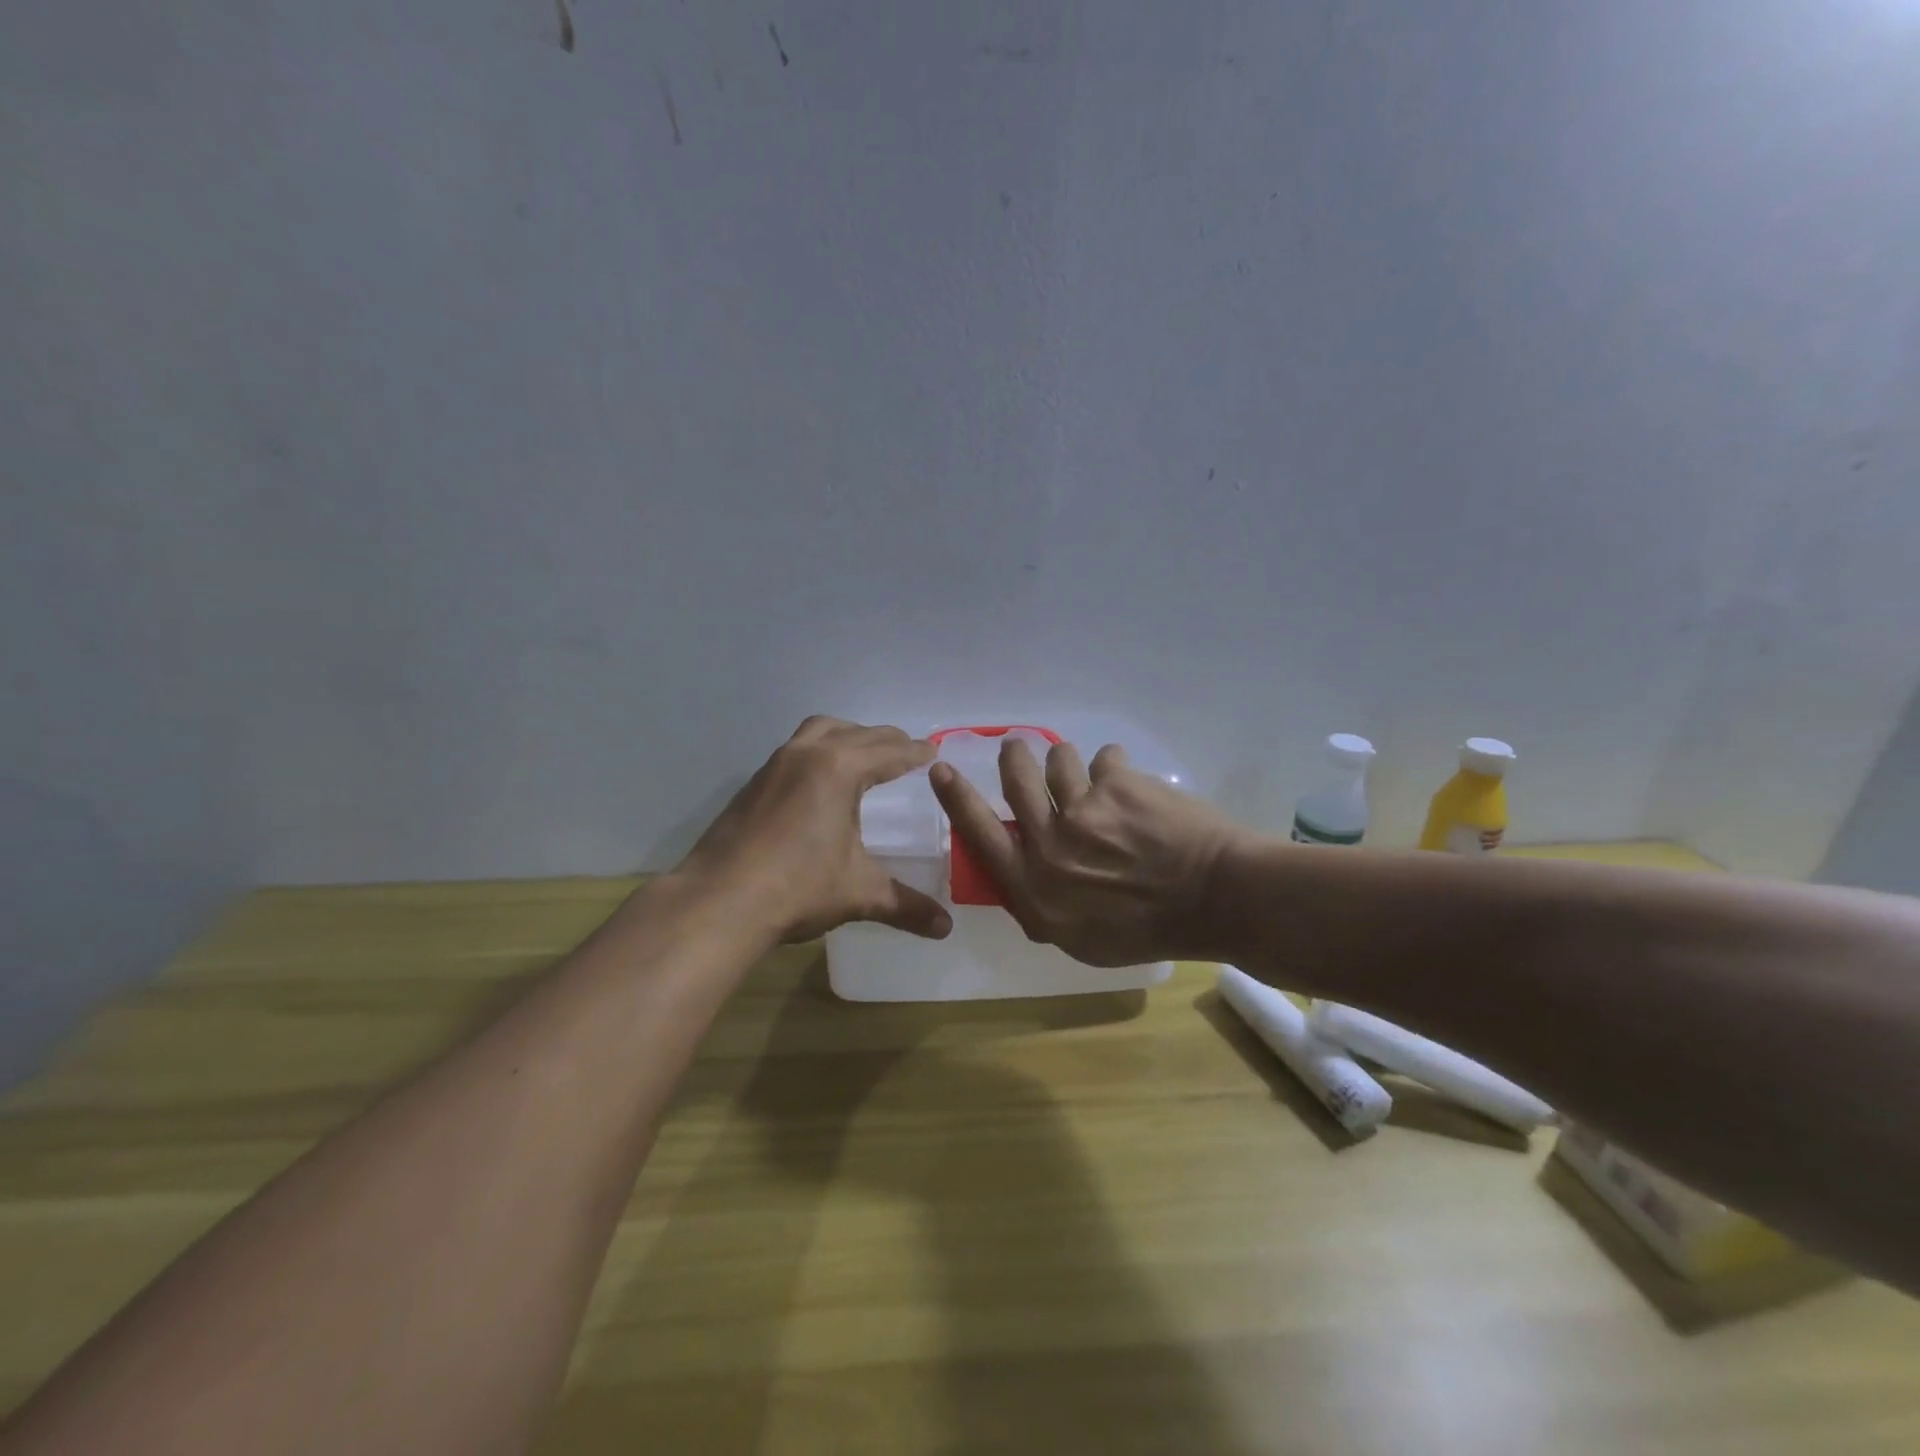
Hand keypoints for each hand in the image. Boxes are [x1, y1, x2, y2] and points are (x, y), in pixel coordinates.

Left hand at [677, 716, 954, 943]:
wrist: (718, 901)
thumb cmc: (797, 888)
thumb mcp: (858, 893)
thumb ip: (906, 905)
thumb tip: (946, 927)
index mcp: (840, 769)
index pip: (890, 752)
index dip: (916, 752)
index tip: (934, 750)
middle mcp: (808, 754)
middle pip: (857, 733)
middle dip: (886, 740)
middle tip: (907, 752)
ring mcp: (775, 766)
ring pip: (819, 731)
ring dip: (847, 735)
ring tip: (863, 754)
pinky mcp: (753, 784)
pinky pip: (796, 749)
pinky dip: (819, 751)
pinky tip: (820, 781)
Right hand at [929, 737, 1243, 966]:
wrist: (1217, 900)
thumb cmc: (1150, 930)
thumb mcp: (1080, 939)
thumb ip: (1043, 903)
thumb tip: (1026, 869)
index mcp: (1035, 890)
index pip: (981, 835)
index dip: (957, 798)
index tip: (940, 768)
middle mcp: (1050, 846)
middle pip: (1016, 781)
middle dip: (1014, 757)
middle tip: (1017, 746)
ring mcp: (1083, 810)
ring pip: (1058, 761)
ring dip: (1067, 761)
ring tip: (1086, 772)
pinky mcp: (1117, 784)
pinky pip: (1104, 759)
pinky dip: (1113, 767)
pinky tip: (1130, 784)